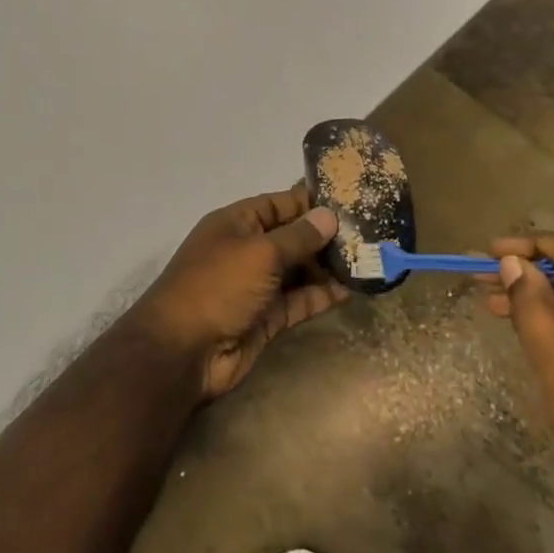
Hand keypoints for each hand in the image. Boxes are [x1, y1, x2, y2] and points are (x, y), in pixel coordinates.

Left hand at [127, 189, 347, 400]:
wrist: (183, 352)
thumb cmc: (218, 286)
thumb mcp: (259, 252)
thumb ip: (298, 236)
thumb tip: (329, 216)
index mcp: (235, 223)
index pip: (279, 204)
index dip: (311, 202)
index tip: (350, 200)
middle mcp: (246, 250)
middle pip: (292, 237)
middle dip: (326, 236)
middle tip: (370, 234)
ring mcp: (256, 286)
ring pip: (298, 270)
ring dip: (328, 267)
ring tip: (368, 260)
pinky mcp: (267, 317)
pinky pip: (299, 300)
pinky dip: (322, 295)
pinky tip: (351, 289)